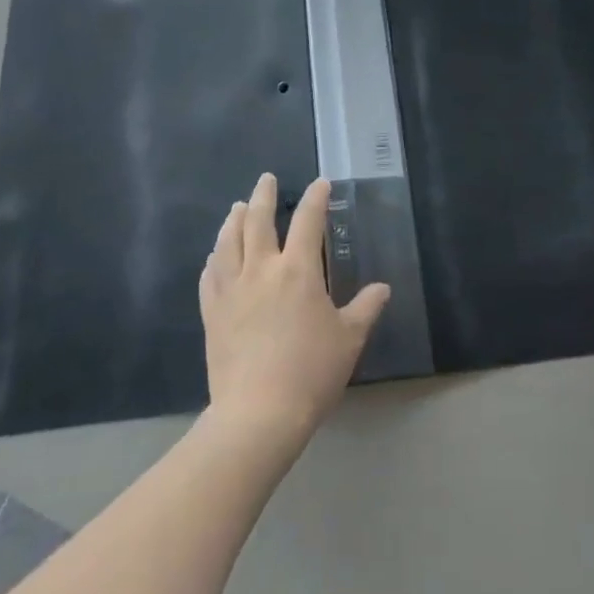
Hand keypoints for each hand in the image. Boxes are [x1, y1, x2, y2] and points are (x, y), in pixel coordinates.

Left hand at [200, 173, 389, 443]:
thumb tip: (382, 288)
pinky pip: (210, 276)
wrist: (258, 413)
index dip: (316, 199)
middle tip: (266, 179)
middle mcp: (261, 270)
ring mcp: (232, 290)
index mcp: (298, 271)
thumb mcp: (349, 340)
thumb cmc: (311, 372)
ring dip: (234, 220)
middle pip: (259, 221)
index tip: (320, 184)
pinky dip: (215, 259)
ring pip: (228, 242)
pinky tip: (215, 256)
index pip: (309, 222)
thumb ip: (366, 308)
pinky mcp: (212, 313)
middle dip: (264, 196)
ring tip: (238, 208)